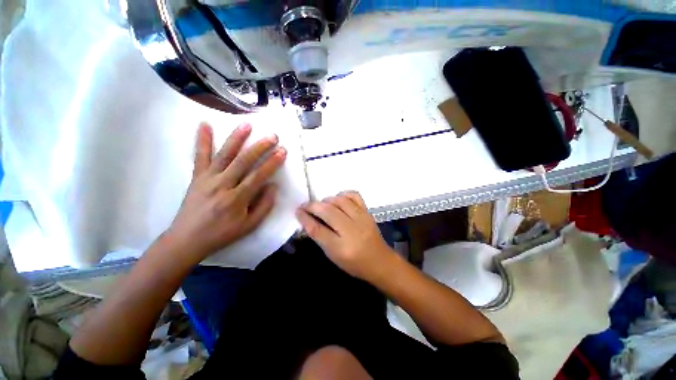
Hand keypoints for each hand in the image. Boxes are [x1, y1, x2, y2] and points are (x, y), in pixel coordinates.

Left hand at [165, 122, 286, 262]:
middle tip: (273, 136)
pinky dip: (203, 140)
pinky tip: (205, 124)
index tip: (282, 151)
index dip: (272, 163)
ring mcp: (207, 179)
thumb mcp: (249, 225)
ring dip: (236, 138)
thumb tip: (273, 186)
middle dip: (260, 147)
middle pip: (243, 161)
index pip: (258, 176)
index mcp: (237, 199)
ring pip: (224, 155)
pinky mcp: (197, 177)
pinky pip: (200, 156)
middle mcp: (222, 185)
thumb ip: (264, 206)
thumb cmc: (222, 234)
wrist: (187, 239)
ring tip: (247, 124)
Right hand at [296, 191, 394, 280]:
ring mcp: (362, 218)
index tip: (298, 211)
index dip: (305, 218)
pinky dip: (343, 195)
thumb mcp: (333, 256)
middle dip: (313, 206)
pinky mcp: (367, 212)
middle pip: (328, 212)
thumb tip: (308, 221)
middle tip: (305, 206)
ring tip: (322, 205)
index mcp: (341, 248)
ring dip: (327, 200)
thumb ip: (320, 238)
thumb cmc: (354, 263)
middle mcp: (352, 231)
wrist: (379, 261)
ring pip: (340, 201)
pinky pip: (354, 196)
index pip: (318, 230)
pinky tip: (338, 200)